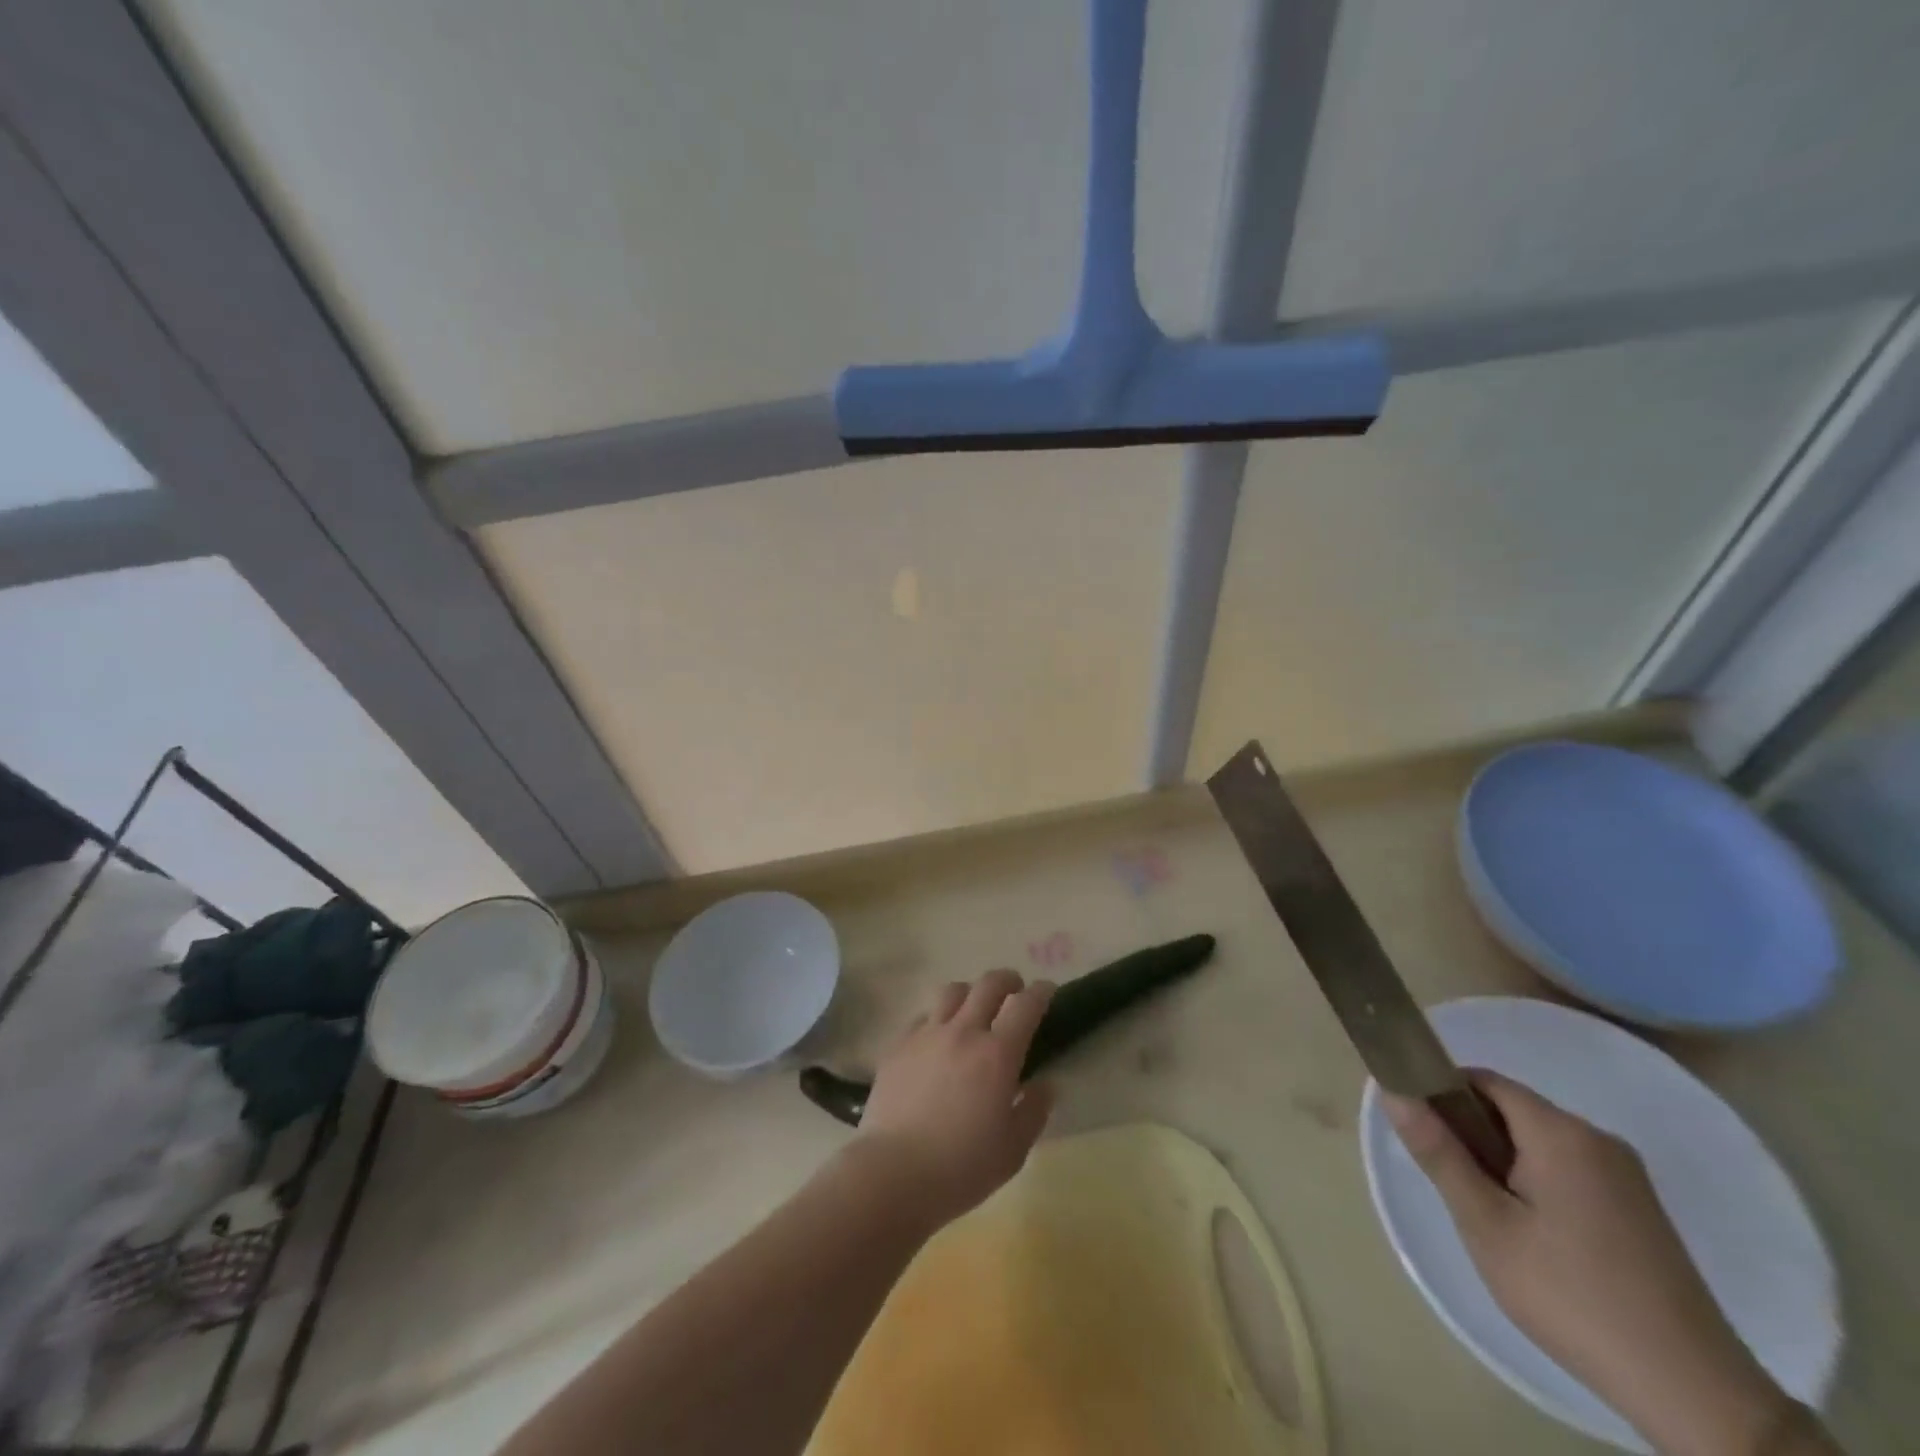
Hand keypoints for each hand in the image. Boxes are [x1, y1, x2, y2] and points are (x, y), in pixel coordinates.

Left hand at [854, 970, 1055, 1228]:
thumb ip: (1034, 1111)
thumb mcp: (1013, 1150)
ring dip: (970, 992)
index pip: (1026, 1005)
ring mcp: (927, 1034)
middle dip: (1008, 980)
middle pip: (988, 984)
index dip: (1041, 992)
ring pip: (952, 991)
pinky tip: (937, 1037)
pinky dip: (937, 1017)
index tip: (1047, 991)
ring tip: (973, 1007)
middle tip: (1015, 989)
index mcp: (997, 1054)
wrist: (892, 1172)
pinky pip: (922, 1016)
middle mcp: (963, 1032)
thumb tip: (1046, 1083)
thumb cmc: (961, 1167)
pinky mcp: (898, 1044)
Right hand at [1385, 1071, 1809, 1455]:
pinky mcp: (1640, 1209)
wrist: (1695, 1395)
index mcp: (1562, 1133)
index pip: (1484, 1081)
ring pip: (1539, 1144)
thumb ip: (1438, 1153)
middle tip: (1457, 1191)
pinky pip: (1569, 1170)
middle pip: (1512, 1110)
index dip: (1443, 1093)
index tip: (1423, 1134)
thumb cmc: (1572, 1297)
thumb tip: (1394, 1092)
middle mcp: (1598, 1139)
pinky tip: (1536, 1239)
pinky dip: (1537, 1185)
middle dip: (1473, 1137)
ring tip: (1494, 1222)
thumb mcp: (1487, 1225)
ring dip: (1504, 1165)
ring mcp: (1627, 1176)